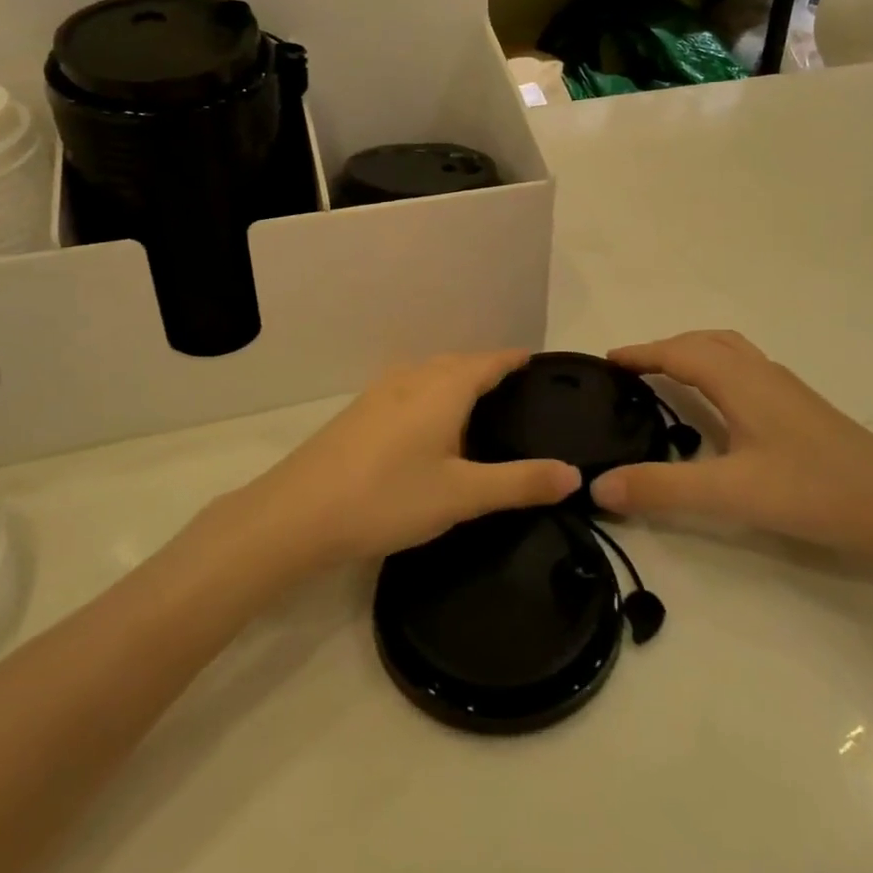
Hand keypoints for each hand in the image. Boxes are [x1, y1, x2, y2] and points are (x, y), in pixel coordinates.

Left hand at [240, 351, 581, 567]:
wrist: (298, 513)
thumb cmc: (388, 497)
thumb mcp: (462, 496)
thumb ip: (519, 483)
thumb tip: (574, 474)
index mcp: (443, 388)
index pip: (488, 362)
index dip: (513, 359)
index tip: (536, 361)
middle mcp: (412, 379)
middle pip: (458, 362)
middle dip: (486, 368)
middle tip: (514, 387)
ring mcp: (380, 393)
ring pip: (429, 373)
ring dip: (455, 378)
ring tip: (475, 402)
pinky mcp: (359, 412)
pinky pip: (408, 388)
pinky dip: (430, 393)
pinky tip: (426, 424)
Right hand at [589, 331, 872, 557]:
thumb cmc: (813, 490)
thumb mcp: (730, 492)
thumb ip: (662, 488)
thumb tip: (598, 485)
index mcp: (739, 381)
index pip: (678, 352)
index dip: (641, 353)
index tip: (607, 360)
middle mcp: (761, 372)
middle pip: (703, 342)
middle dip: (664, 348)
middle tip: (632, 370)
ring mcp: (786, 388)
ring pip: (729, 351)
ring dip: (693, 352)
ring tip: (669, 374)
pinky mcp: (802, 406)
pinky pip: (746, 367)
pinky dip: (717, 367)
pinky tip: (722, 402)